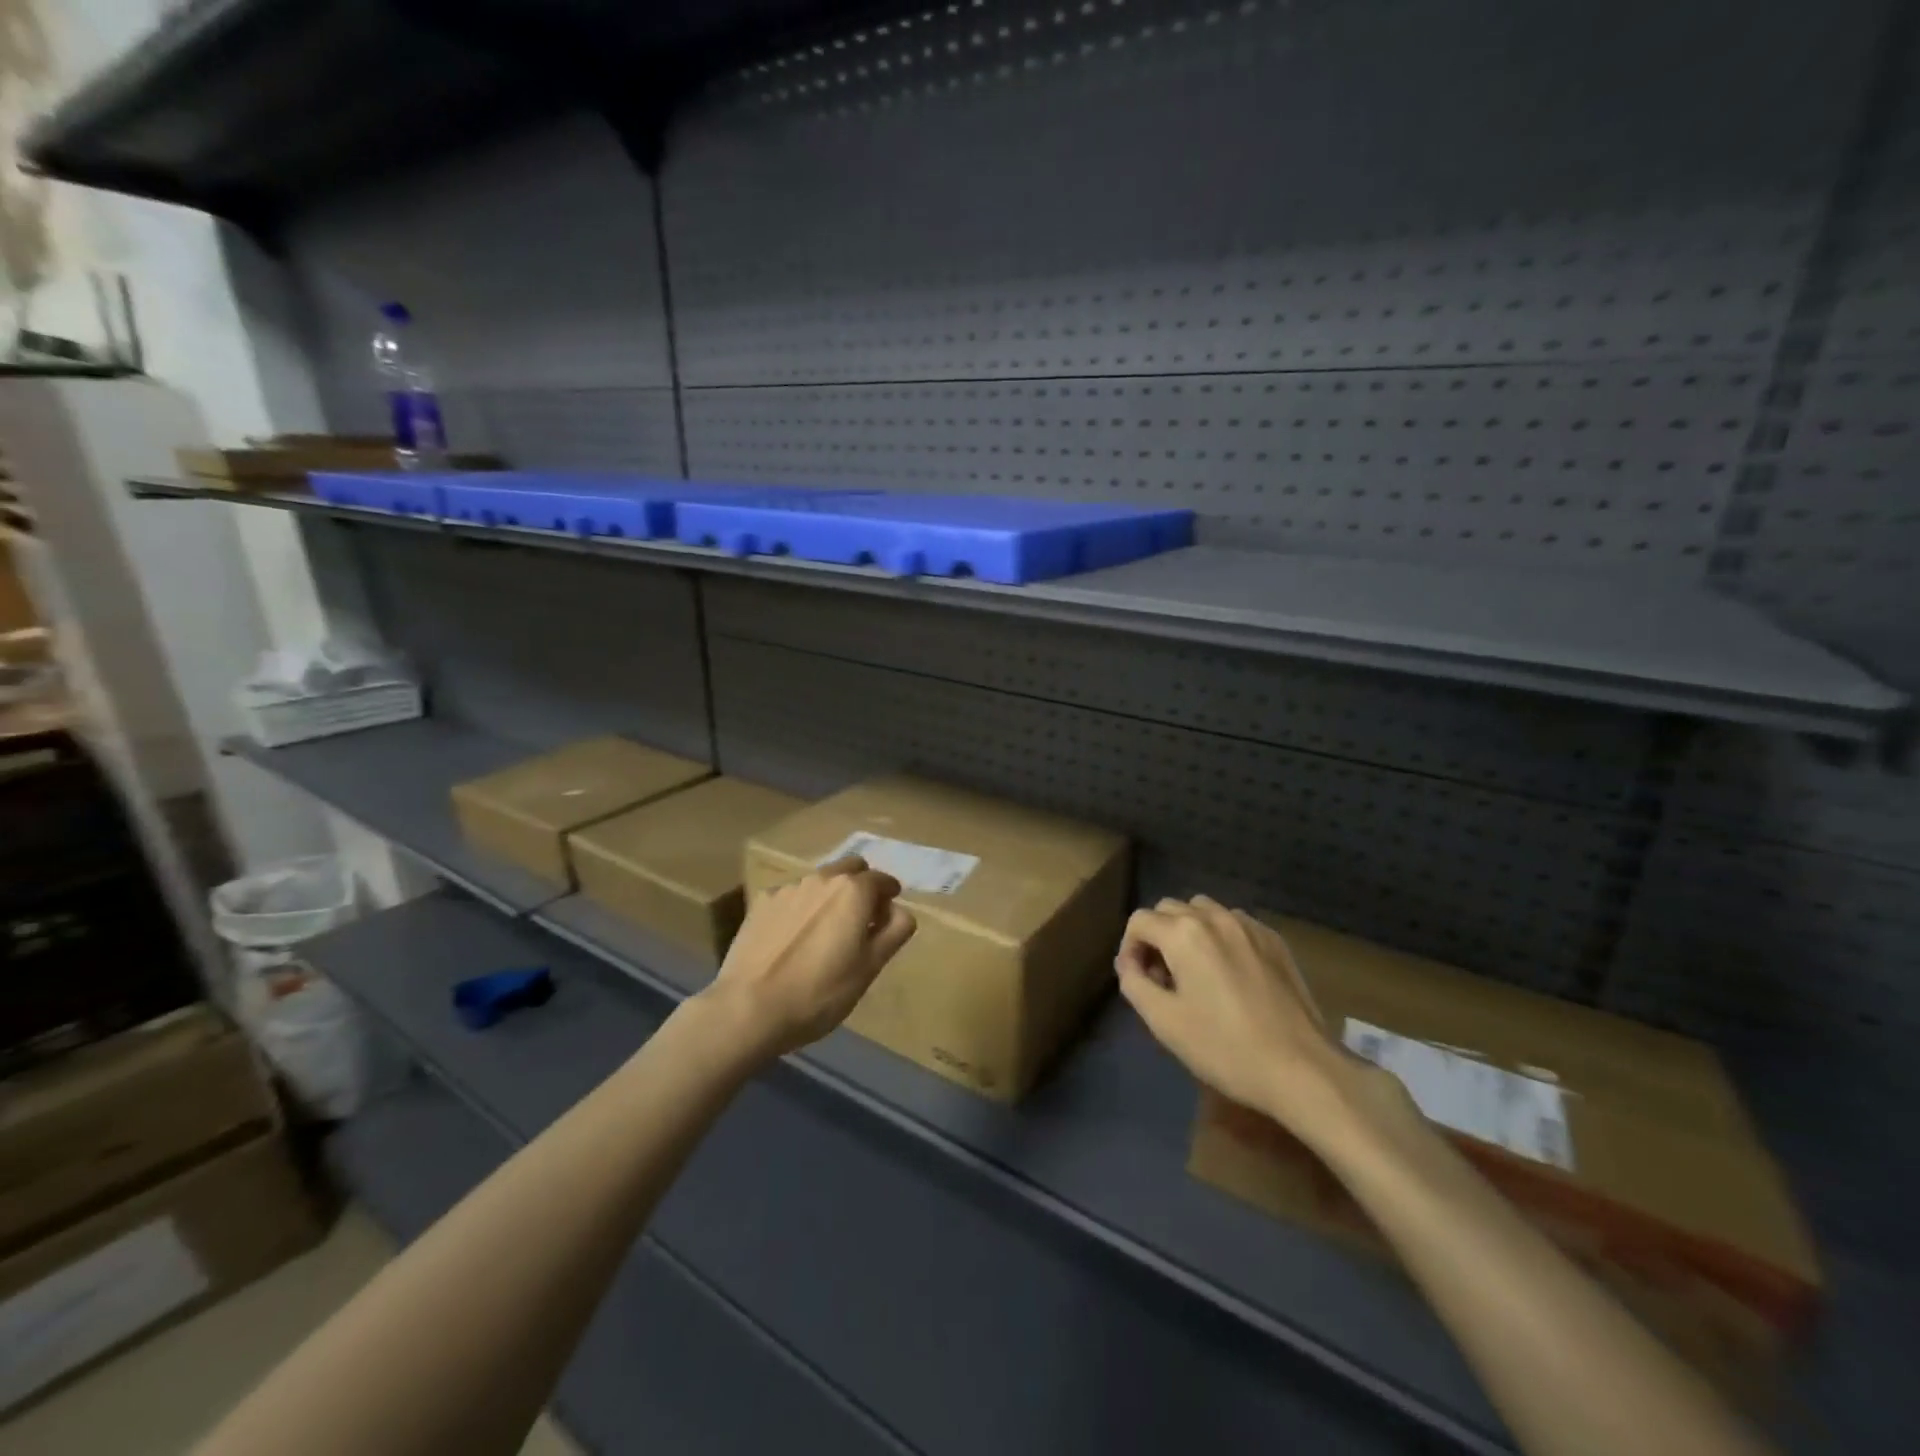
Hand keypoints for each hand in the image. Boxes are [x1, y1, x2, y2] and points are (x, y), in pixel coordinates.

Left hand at [699, 856, 916, 1060]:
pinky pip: (793, 896)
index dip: (890, 896)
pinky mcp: (762, 902)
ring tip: (824, 932)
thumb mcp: (870, 968)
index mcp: (853, 891)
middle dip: (861, 885)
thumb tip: (900, 911)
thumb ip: (894, 932)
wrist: (749, 1008)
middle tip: (860, 919)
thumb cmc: (820, 993)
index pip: (882, 880)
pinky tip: (793, 939)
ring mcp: (788, 888)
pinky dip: (801, 909)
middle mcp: (822, 879)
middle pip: (851, 868)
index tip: (888, 916)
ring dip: (830, 896)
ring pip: (820, 881)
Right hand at [1117, 896, 1408, 1146]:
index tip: (1138, 978)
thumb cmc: (1224, 1047)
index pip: (1139, 920)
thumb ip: (1134, 983)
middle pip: (1169, 909)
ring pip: (1204, 910)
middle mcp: (1214, 917)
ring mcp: (1249, 926)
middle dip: (1157, 936)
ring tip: (1195, 970)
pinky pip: (1234, 923)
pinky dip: (1220, 937)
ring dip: (1188, 931)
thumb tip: (1129, 963)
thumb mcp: (1164, 1021)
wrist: (1301, 1068)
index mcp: (1184, 933)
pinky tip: (1229, 974)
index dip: (1129, 947)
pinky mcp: (1274, 940)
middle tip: (1163, 977)